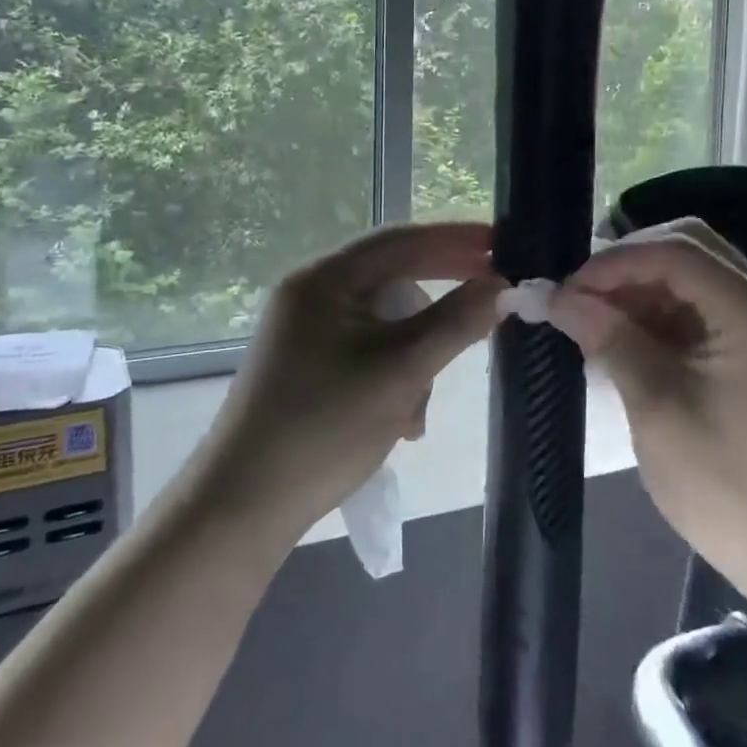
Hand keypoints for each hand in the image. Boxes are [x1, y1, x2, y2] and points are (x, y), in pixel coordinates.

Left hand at [205, 223, 503, 530]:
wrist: (243, 507)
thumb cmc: (325, 427)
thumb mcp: (401, 370)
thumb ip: (456, 322)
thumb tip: (501, 285)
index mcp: (323, 279)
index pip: (401, 240)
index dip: (456, 239)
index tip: (503, 244)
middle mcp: (311, 295)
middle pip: (392, 279)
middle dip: (440, 305)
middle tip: (493, 302)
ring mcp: (305, 333)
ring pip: (384, 323)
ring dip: (416, 355)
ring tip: (420, 408)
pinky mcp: (307, 367)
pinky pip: (367, 352)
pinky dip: (394, 376)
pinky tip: (402, 421)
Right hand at [547, 218, 746, 603]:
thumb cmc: (726, 486)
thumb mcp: (657, 408)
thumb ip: (610, 339)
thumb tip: (555, 297)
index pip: (676, 252)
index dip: (614, 263)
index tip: (566, 290)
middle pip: (688, 249)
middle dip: (626, 266)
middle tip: (579, 296)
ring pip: (689, 276)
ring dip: (637, 290)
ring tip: (590, 320)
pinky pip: (695, 308)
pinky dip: (653, 315)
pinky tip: (619, 340)